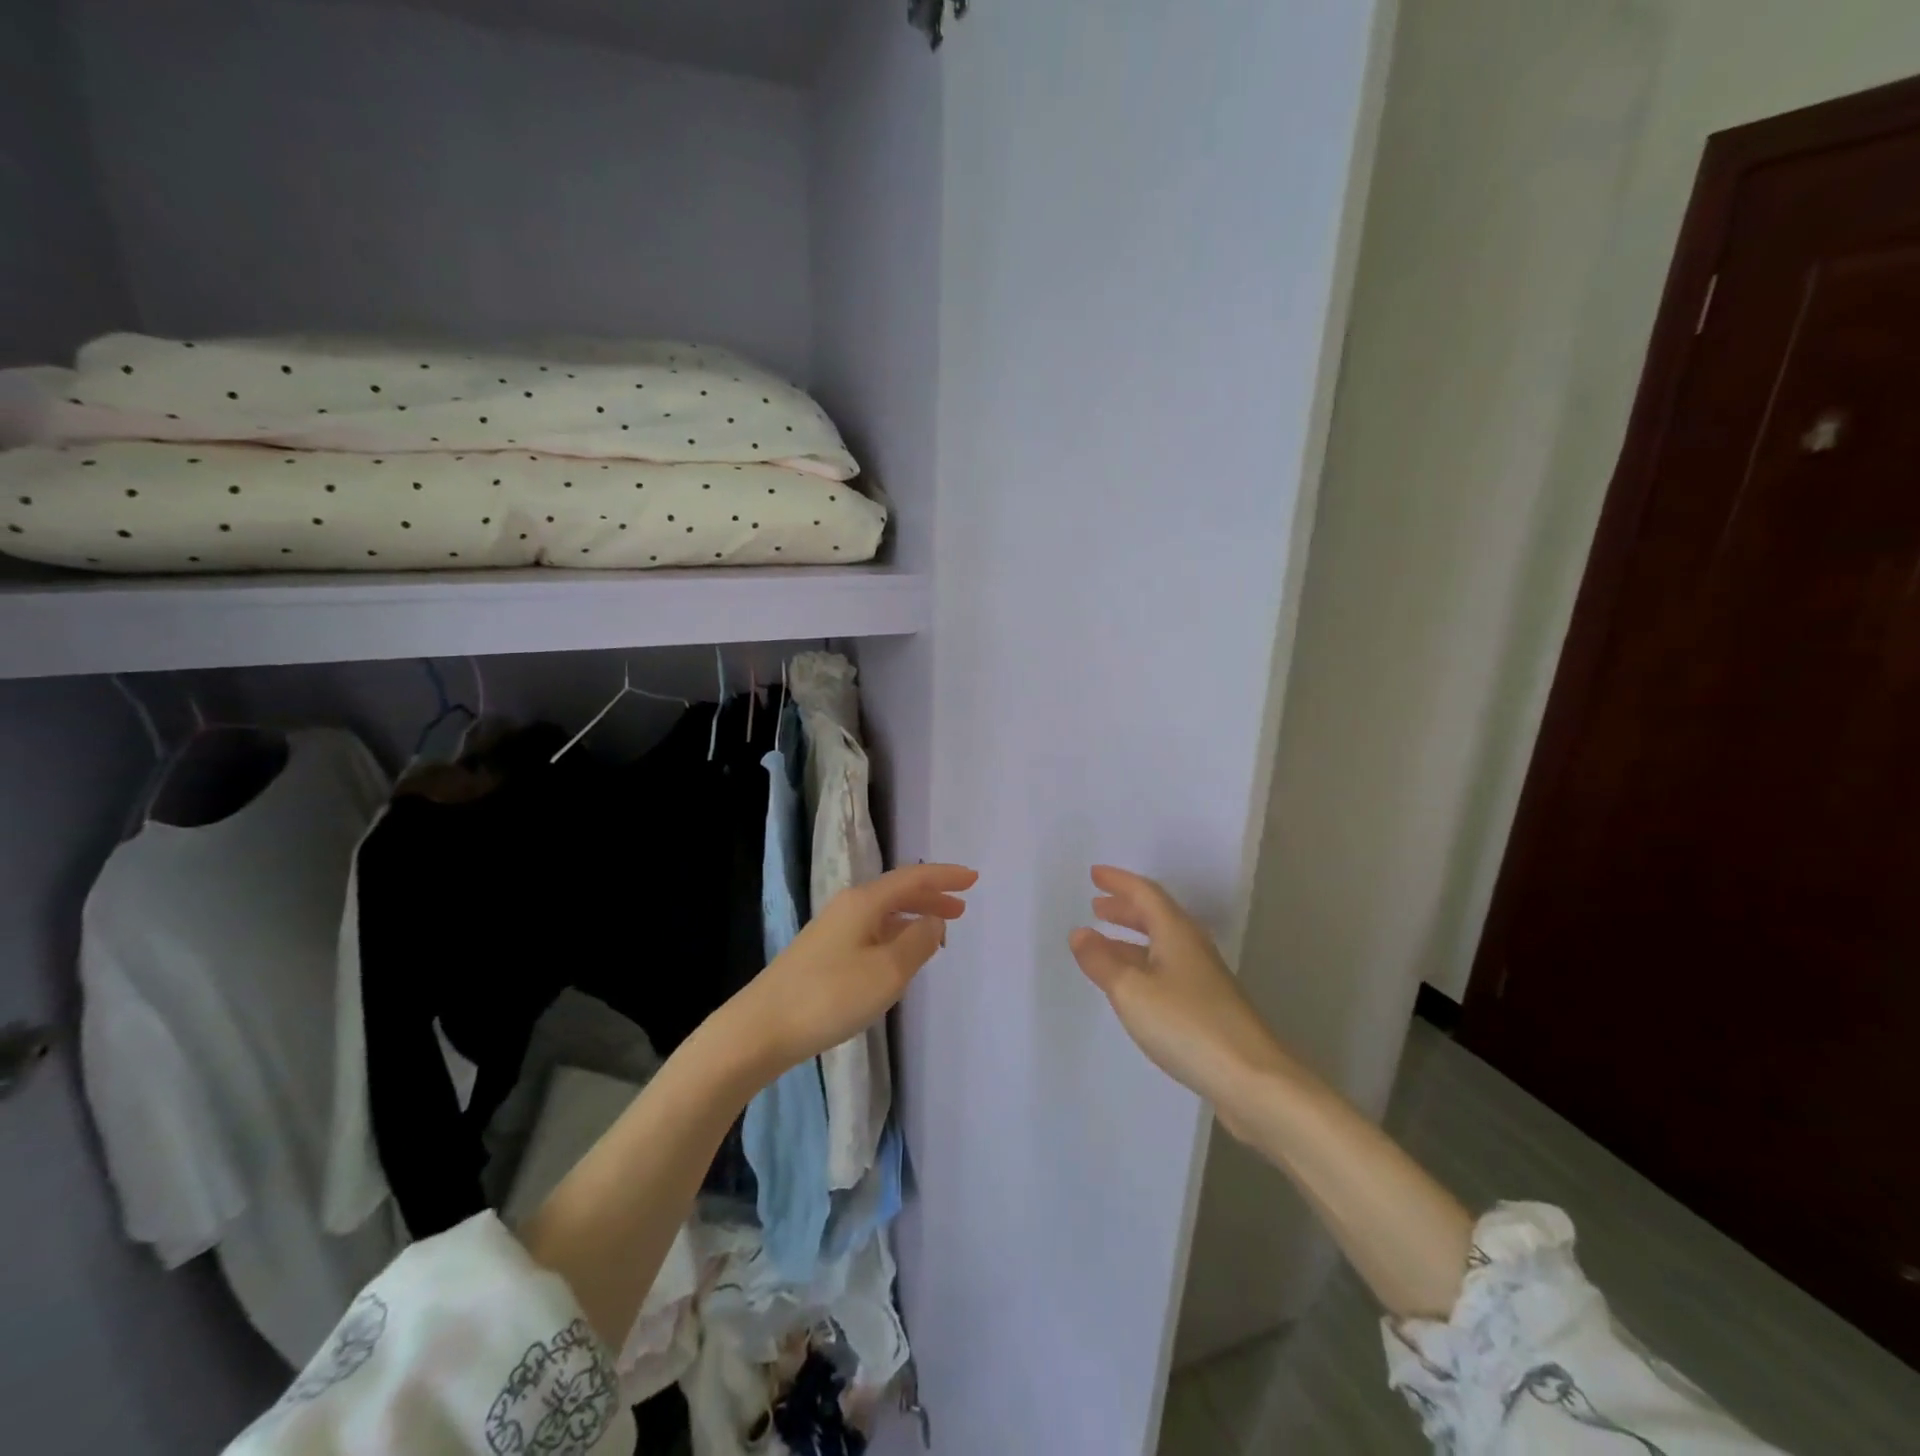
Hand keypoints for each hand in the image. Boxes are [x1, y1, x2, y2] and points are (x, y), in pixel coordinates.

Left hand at [733, 862, 976, 1072]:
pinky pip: (871, 932)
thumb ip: (918, 942)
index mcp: (864, 902)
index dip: (945, 876)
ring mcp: (832, 930)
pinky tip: (900, 957)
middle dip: (931, 896)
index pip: (913, 878)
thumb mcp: (888, 972)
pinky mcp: (823, 954)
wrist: (761, 1028)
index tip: (974, 879)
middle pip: (897, 892)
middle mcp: (848, 907)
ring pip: (884, 914)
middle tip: (962, 908)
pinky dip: (895, 936)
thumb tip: (934, 920)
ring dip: (914, 918)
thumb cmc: (830, 996)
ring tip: (938, 932)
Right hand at [1069, 865, 1286, 1108]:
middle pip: (1156, 916)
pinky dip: (1143, 964)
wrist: (1252, 1079)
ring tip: (1103, 942)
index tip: (1094, 874)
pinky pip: (1167, 969)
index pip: (1145, 894)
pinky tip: (1131, 985)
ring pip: (1162, 944)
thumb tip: (1079, 932)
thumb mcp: (1131, 992)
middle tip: (1096, 905)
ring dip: (1132, 937)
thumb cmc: (1187, 1025)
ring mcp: (1203, 978)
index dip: (1119, 882)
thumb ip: (1102, 961)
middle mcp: (1192, 947)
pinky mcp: (1208, 1006)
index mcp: (1176, 933)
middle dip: (1125, 908)